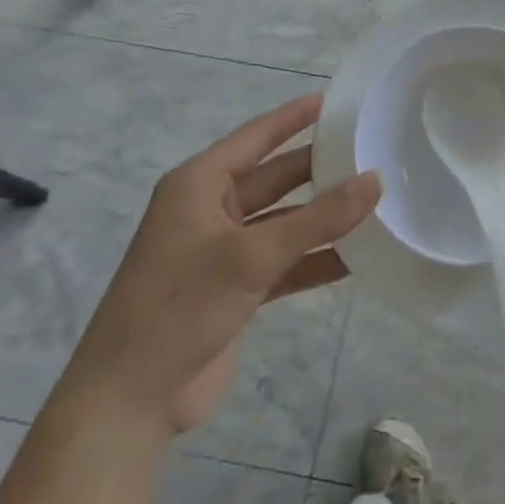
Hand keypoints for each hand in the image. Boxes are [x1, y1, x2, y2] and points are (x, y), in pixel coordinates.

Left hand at [52, 95, 381, 443]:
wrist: (129, 403)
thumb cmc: (180, 306)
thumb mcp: (251, 256)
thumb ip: (317, 219)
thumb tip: (375, 180)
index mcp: (199, 184)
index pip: (256, 137)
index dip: (295, 117)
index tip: (337, 100)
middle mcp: (210, 209)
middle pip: (276, 178)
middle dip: (319, 168)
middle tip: (370, 151)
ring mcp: (223, 251)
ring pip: (284, 222)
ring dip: (323, 217)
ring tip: (376, 200)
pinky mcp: (234, 289)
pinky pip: (284, 261)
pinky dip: (314, 258)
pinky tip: (357, 256)